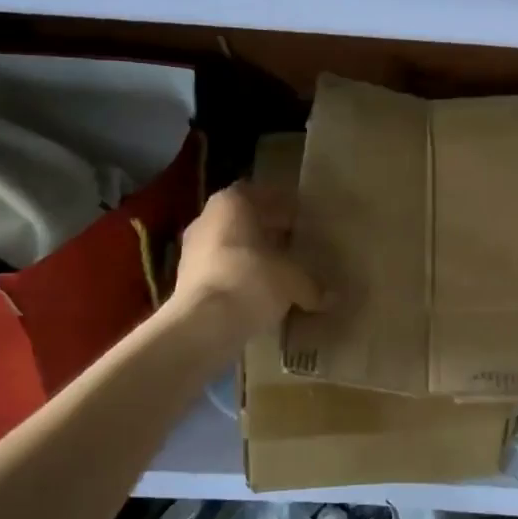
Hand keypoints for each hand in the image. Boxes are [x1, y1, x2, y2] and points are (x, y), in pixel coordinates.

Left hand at [168, 182, 322, 342]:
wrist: (203, 325)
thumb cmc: (251, 280)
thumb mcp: (293, 281)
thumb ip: (312, 285)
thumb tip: (332, 297)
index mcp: (232, 203)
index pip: (260, 193)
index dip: (282, 205)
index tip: (301, 218)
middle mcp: (207, 219)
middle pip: (243, 219)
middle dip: (268, 230)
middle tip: (295, 242)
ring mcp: (191, 250)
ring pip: (230, 244)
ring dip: (252, 254)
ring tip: (280, 269)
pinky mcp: (185, 280)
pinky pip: (220, 269)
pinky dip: (239, 275)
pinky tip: (259, 291)